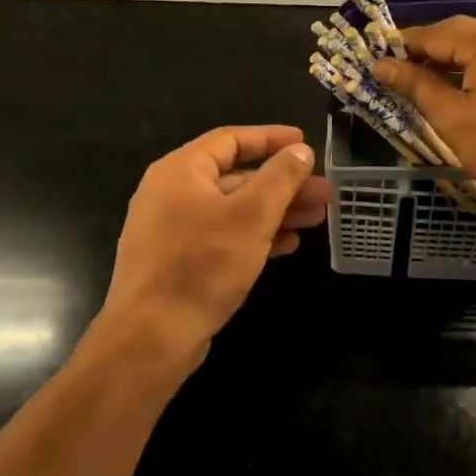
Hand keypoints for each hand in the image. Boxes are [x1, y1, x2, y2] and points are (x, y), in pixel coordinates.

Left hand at [98, 126, 328, 375]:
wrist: (152, 337)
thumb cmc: (202, 265)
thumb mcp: (251, 216)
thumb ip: (279, 178)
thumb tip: (300, 150)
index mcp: (181, 171)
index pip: (231, 140)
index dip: (271, 139)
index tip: (306, 143)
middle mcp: (172, 193)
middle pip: (236, 177)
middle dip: (283, 184)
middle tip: (324, 193)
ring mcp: (173, 229)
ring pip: (233, 210)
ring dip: (275, 212)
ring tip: (317, 219)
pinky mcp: (179, 261)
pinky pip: (223, 236)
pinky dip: (255, 236)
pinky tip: (288, 245)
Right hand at [372, 17, 475, 219]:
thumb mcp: (452, 118)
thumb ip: (416, 85)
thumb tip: (381, 65)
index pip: (436, 33)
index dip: (404, 45)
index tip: (377, 59)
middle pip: (461, 32)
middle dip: (428, 48)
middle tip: (398, 70)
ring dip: (451, 57)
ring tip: (425, 81)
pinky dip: (475, 66)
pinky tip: (462, 89)